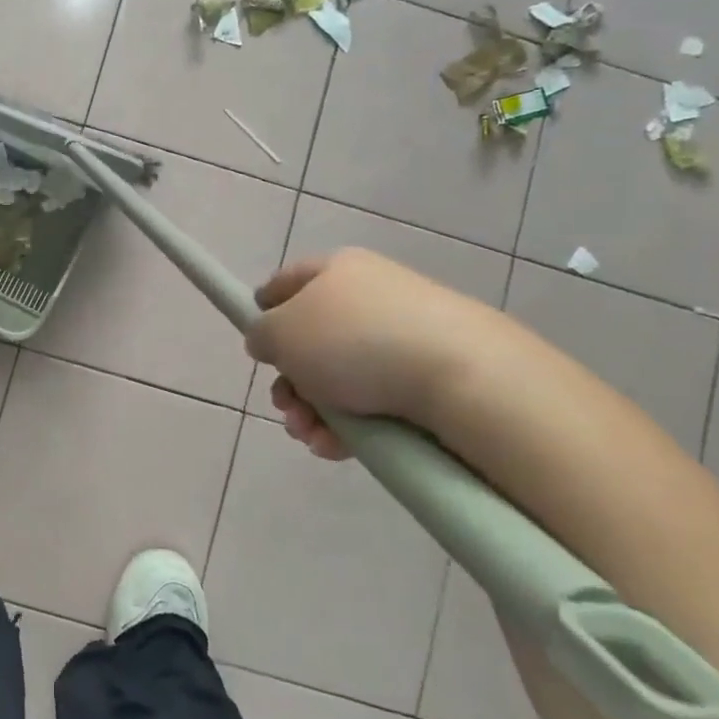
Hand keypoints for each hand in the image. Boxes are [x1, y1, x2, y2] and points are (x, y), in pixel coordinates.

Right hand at [246, 249, 515, 459]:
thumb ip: (261, 334)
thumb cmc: (354, 342)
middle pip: (312, 340)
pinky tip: (336, 447)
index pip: (287, 281)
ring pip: (339, 377)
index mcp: (336, 270)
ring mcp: (403, 336)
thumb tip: (269, 341)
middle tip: (285, 407)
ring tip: (310, 436)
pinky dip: (349, 426)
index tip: (255, 343)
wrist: (462, 376)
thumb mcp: (281, 333)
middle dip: (290, 381)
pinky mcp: (428, 376)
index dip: (263, 308)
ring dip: (313, 411)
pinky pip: (374, 400)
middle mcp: (371, 296)